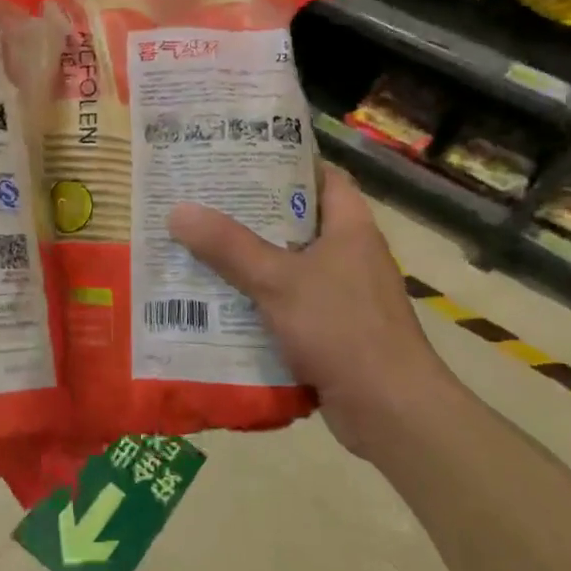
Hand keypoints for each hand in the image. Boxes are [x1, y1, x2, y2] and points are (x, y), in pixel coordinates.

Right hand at [168, 161, 456, 458]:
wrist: (391, 412)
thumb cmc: (342, 328)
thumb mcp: (278, 280)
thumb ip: (228, 246)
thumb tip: (179, 211)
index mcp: (350, 228)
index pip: (322, 177)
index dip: (285, 163)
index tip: (239, 158)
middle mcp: (349, 256)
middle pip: (296, 222)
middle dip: (250, 215)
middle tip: (202, 203)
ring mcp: (342, 297)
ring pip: (288, 267)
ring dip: (248, 263)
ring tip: (198, 250)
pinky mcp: (332, 333)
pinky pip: (287, 306)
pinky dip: (257, 304)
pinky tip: (218, 305)